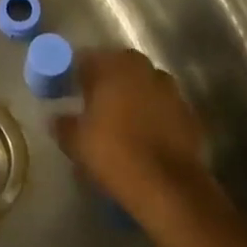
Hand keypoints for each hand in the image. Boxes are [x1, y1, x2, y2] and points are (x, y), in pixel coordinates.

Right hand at [53, 49, 220, 228]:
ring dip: (132, 96)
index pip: (87, 59)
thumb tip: (57, 118)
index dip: (75, 74)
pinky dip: (152, 115)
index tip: (67, 90)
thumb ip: (63, 124)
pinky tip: (143, 136)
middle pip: (119, 67)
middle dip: (106, 82)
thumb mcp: (76, 142)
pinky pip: (162, 107)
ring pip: (143, 85)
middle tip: (93, 103)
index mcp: (114, 67)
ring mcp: (171, 90)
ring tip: (120, 120)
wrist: (168, 188)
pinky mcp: (189, 114)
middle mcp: (144, 70)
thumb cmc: (114, 154)